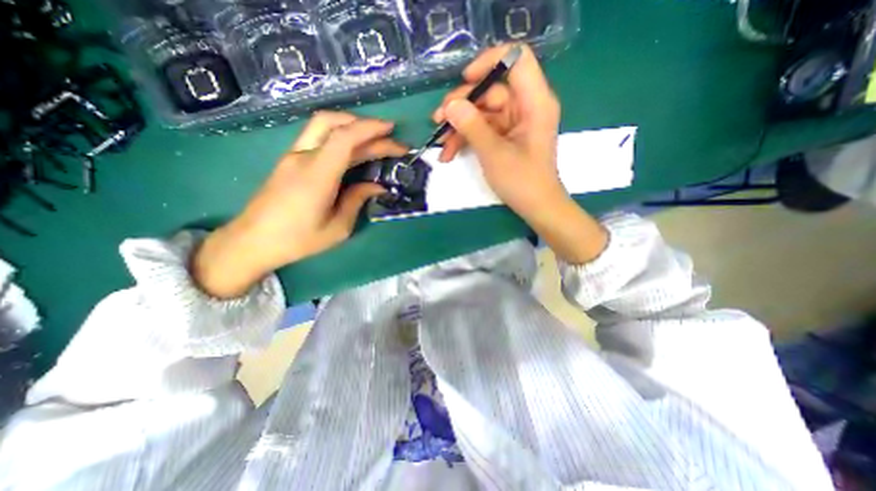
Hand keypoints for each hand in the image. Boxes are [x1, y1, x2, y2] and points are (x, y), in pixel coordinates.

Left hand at [192, 111, 405, 295]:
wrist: (252, 241)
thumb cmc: (298, 240)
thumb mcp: (337, 228)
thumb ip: (357, 201)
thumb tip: (377, 186)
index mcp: (317, 175)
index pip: (344, 138)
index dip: (370, 129)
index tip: (392, 131)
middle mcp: (303, 157)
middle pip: (334, 124)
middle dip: (366, 127)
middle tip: (390, 138)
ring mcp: (293, 156)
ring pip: (323, 125)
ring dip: (351, 126)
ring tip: (375, 138)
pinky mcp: (290, 160)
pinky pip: (318, 138)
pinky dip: (340, 136)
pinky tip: (354, 148)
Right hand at [432, 46, 609, 265]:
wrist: (536, 207)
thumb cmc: (522, 181)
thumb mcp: (494, 153)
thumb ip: (472, 126)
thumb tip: (450, 105)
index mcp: (534, 102)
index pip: (516, 59)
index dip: (489, 62)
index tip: (465, 81)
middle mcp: (525, 106)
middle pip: (491, 89)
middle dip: (462, 105)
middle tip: (438, 121)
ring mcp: (515, 122)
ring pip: (482, 112)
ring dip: (459, 127)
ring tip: (441, 145)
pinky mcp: (506, 136)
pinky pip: (483, 129)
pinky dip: (466, 138)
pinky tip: (450, 153)